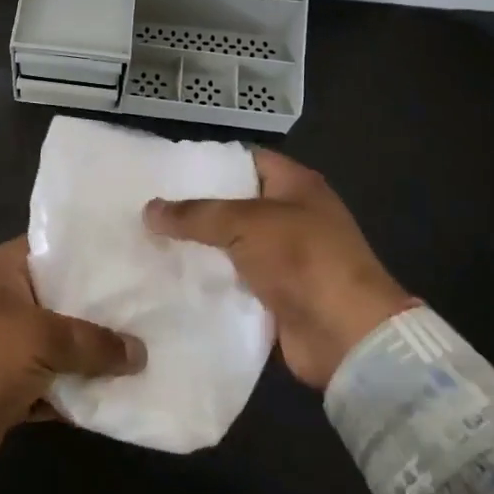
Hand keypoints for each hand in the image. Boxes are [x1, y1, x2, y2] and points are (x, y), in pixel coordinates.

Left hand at [0, 238, 146, 488]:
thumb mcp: (40, 338)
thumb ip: (93, 342)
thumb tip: (139, 352)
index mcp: (7, 269)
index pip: (60, 247)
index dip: (99, 252)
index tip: (143, 255)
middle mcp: (10, 300)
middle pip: (68, 297)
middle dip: (108, 309)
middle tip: (161, 305)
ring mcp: (11, 345)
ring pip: (66, 344)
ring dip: (99, 355)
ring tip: (155, 349)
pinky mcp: (14, 386)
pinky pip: (58, 383)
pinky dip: (83, 391)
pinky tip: (126, 393)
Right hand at [144, 150, 415, 390]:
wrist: (345, 334)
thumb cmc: (302, 259)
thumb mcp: (245, 223)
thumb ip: (195, 214)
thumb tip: (149, 210)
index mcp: (296, 185)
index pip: (247, 159)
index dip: (210, 161)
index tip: (167, 169)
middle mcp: (292, 216)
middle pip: (236, 204)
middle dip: (196, 207)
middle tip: (149, 206)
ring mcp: (286, 258)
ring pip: (232, 245)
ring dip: (199, 247)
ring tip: (149, 240)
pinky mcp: (276, 295)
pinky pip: (235, 280)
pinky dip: (210, 281)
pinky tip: (172, 278)